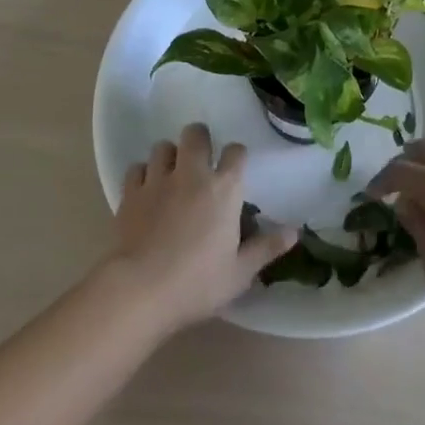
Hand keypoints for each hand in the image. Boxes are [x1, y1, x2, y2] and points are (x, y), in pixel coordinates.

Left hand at [107, 123, 295, 332]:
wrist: (139, 290)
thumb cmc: (197, 282)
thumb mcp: (240, 273)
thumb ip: (266, 248)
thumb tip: (294, 232)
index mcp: (224, 189)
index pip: (236, 152)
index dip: (237, 156)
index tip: (235, 169)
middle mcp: (192, 174)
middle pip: (196, 134)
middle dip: (200, 139)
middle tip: (201, 160)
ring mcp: (158, 180)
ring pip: (163, 146)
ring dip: (169, 155)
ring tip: (172, 173)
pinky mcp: (130, 193)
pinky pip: (137, 168)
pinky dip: (143, 174)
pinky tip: (146, 190)